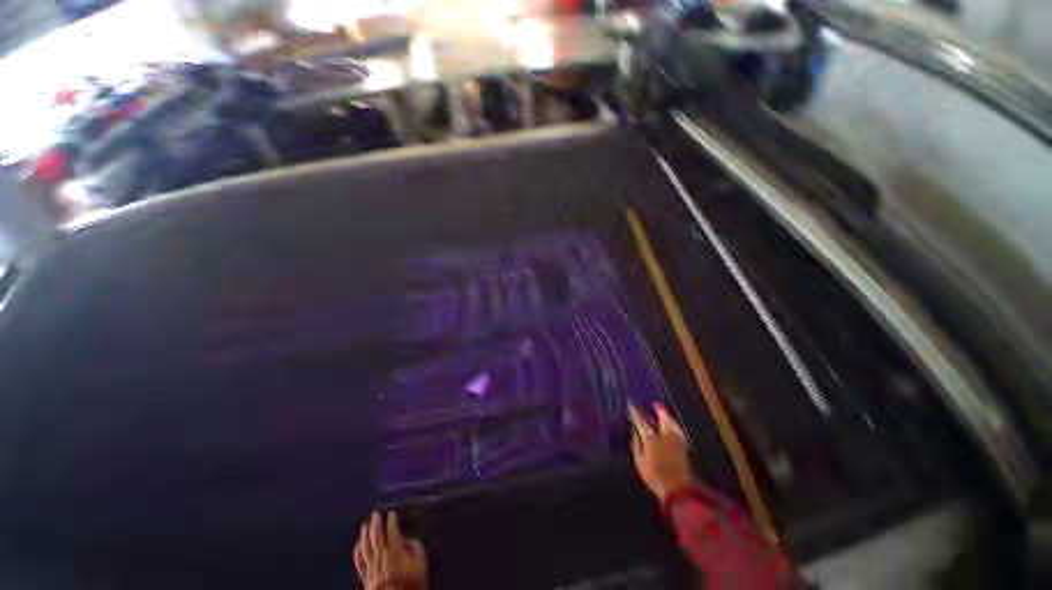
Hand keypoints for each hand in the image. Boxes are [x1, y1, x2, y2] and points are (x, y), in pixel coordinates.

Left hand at [354, 511, 427, 589]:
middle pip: (377, 538)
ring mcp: (372, 569)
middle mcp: (382, 559)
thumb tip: (407, 540)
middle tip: (376, 514)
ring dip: (365, 535)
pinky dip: (357, 553)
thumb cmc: (413, 584)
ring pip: (365, 548)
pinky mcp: (366, 579)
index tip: (391, 514)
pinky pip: (359, 564)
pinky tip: (357, 545)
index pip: (392, 532)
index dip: (391, 521)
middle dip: (376, 524)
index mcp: (396, 553)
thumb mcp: (421, 563)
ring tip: (365, 525)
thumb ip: (415, 547)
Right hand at [629, 402, 692, 500]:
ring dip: (667, 416)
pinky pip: (677, 430)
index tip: (631, 404)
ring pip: (672, 423)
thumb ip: (636, 445)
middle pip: (662, 418)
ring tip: (663, 412)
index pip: (642, 421)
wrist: (678, 490)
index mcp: (651, 439)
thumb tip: (634, 432)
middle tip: (655, 404)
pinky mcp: (683, 447)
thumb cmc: (654, 477)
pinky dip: (673, 425)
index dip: (636, 412)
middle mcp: (665, 436)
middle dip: (658, 410)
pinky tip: (672, 425)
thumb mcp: (640, 462)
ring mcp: (676, 441)